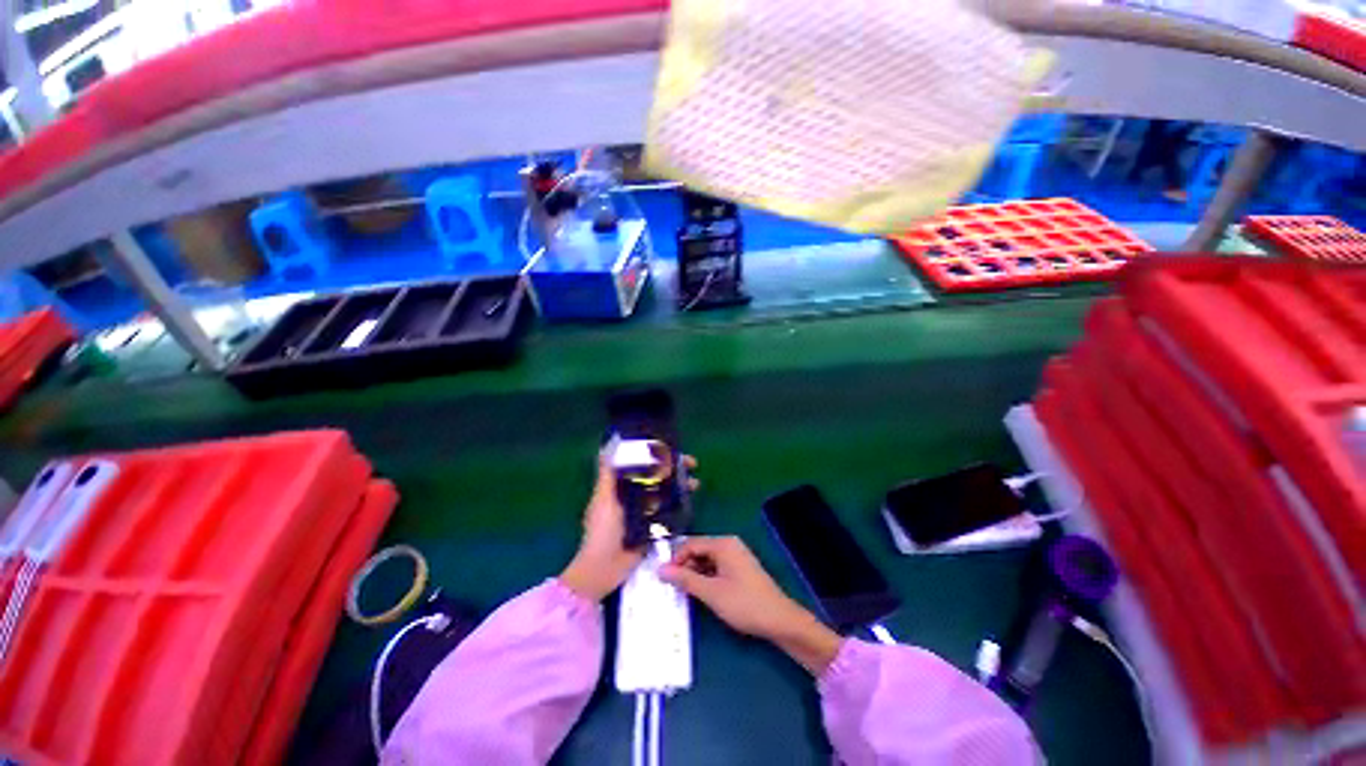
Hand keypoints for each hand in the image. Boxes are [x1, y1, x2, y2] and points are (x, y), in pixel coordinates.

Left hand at [560, 452, 697, 601]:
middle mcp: (635, 496)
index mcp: (621, 487)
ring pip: (666, 492)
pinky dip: (679, 504)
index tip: (672, 448)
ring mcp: (646, 511)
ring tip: (695, 483)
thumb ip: (606, 476)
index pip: (642, 465)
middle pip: (657, 476)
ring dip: (680, 485)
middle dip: (674, 468)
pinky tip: (690, 499)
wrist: (604, 569)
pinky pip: (669, 511)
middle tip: (692, 464)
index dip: (656, 455)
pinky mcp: (654, 526)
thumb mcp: (603, 499)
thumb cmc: (602, 530)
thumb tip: (605, 448)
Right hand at [660, 536, 842, 674]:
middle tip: (673, 587)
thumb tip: (661, 569)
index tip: (665, 578)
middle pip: (699, 550)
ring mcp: (736, 556)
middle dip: (685, 567)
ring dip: (695, 573)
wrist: (779, 620)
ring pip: (707, 560)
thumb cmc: (744, 603)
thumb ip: (685, 580)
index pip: (691, 544)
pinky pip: (716, 567)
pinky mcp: (740, 568)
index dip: (676, 559)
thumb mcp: (711, 592)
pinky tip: (702, 593)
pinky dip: (707, 577)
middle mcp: (729, 544)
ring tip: (686, 592)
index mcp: (723, 544)